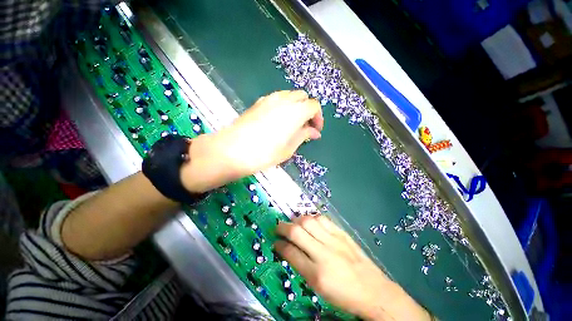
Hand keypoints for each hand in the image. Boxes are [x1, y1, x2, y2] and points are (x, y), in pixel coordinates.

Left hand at [182, 90, 322, 192]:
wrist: (232, 150)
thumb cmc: (265, 153)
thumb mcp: (289, 148)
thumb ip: (304, 136)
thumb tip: (314, 132)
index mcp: (295, 111)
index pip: (314, 105)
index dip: (318, 117)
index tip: (315, 130)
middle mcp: (284, 100)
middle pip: (303, 96)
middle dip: (308, 109)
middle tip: (305, 126)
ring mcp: (269, 99)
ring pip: (290, 96)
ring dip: (296, 107)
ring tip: (292, 124)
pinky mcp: (258, 102)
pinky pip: (277, 99)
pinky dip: (284, 106)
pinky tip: (278, 121)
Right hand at [275, 215, 430, 320]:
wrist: (373, 290)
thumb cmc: (343, 294)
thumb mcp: (318, 287)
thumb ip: (301, 266)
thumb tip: (287, 250)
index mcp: (316, 274)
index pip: (291, 252)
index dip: (279, 245)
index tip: (276, 243)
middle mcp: (323, 253)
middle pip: (297, 231)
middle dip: (283, 227)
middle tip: (279, 227)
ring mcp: (334, 240)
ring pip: (309, 221)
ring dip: (297, 220)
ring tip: (293, 223)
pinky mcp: (342, 233)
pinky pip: (323, 219)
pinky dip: (312, 218)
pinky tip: (309, 221)